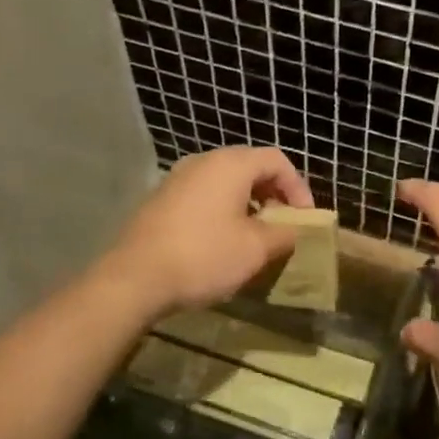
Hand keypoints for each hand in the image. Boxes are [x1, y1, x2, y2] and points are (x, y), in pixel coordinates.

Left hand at [101, 147, 314, 317]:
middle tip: (284, 223)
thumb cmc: (204, 256)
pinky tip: (223, 241)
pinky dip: (223, 210)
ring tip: (257, 234)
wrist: (134, 278)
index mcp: (230, 165)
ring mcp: (177, 179)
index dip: (298, 187)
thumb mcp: (255, 249)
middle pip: (250, 167)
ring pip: (225, 182)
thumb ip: (284, 234)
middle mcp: (203, 162)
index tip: (304, 218)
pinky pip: (203, 195)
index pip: (276, 160)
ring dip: (248, 203)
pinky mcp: (161, 200)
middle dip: (273, 194)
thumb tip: (292, 230)